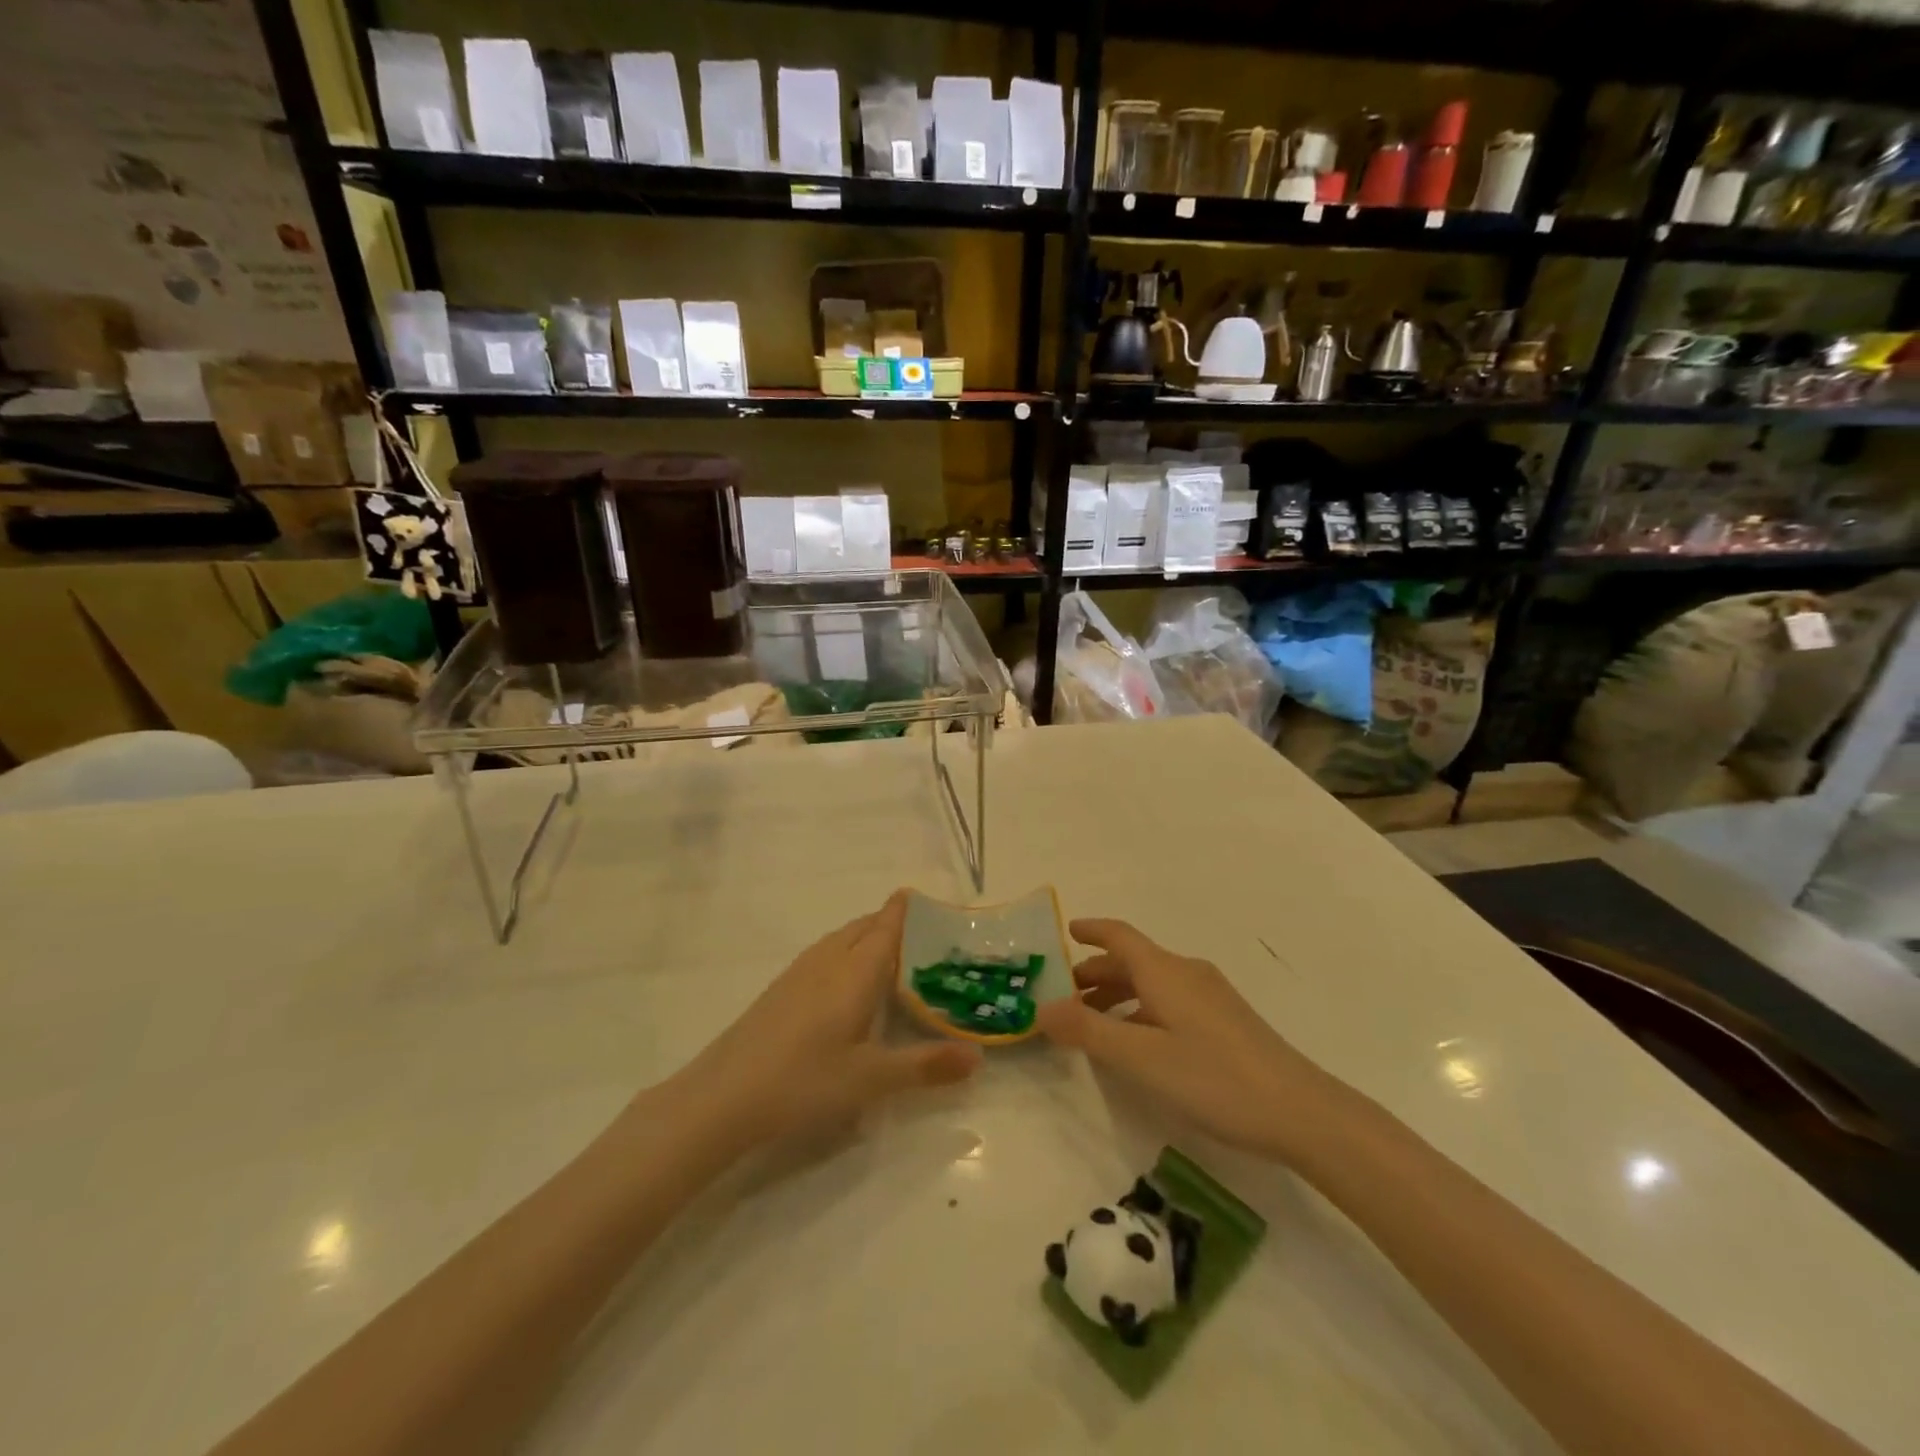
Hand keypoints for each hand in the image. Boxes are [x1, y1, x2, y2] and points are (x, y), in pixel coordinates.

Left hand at [676, 892, 980, 1150]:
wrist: (723, 1097)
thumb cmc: (804, 1081)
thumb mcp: (871, 1079)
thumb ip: (925, 1065)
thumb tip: (978, 1056)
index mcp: (854, 972)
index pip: (885, 928)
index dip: (903, 910)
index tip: (921, 895)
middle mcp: (827, 961)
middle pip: (862, 927)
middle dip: (889, 921)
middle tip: (919, 930)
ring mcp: (798, 973)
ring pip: (840, 939)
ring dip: (865, 935)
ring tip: (887, 951)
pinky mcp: (780, 990)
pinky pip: (823, 954)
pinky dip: (845, 952)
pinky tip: (844, 981)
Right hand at [1035, 918, 1338, 1162]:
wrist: (1302, 1112)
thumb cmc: (1215, 1078)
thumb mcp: (1142, 1058)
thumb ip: (1089, 1031)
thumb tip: (1042, 1008)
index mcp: (1165, 971)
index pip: (1119, 935)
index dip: (1091, 930)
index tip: (1064, 931)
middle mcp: (1187, 974)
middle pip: (1133, 961)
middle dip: (1096, 973)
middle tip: (1064, 996)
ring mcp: (1210, 998)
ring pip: (1152, 984)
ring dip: (1118, 996)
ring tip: (1092, 1024)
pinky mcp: (1225, 1023)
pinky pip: (1169, 1002)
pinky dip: (1141, 1012)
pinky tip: (1138, 1045)